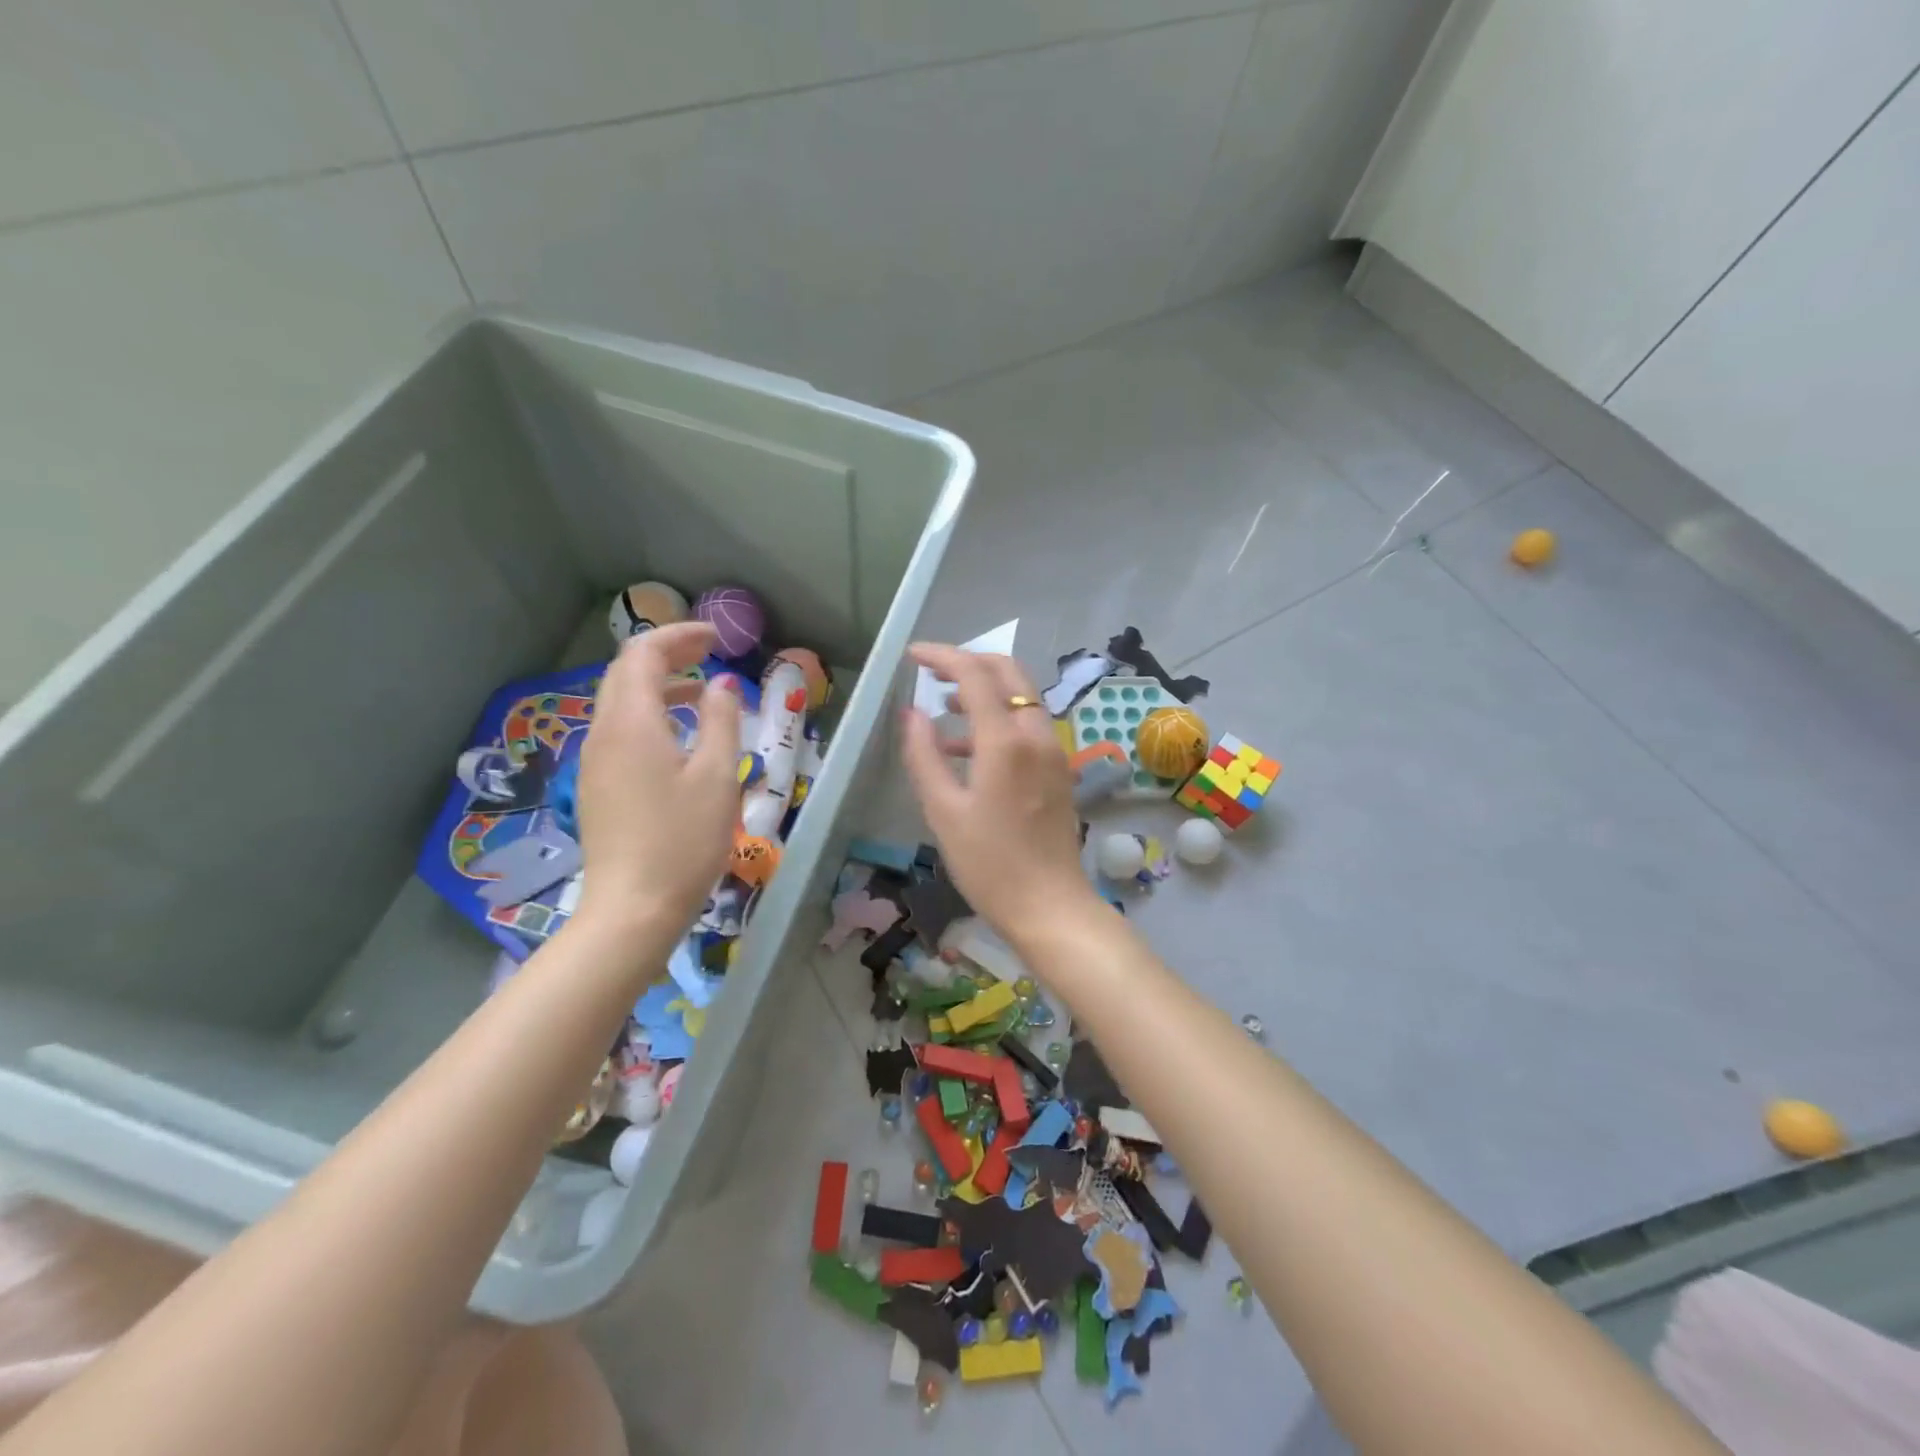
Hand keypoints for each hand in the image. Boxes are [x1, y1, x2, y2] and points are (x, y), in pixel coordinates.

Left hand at [575, 622, 741, 938]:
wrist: (633, 908)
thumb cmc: (683, 840)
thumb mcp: (717, 776)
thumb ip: (721, 720)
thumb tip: (721, 684)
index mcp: (632, 723)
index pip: (643, 654)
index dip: (680, 636)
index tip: (718, 638)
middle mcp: (603, 733)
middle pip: (625, 673)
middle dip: (666, 654)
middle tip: (709, 654)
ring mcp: (594, 762)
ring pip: (620, 702)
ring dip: (658, 685)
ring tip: (701, 692)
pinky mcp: (597, 786)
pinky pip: (619, 731)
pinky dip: (649, 715)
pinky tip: (678, 738)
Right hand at [899, 643, 1096, 944]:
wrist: (1050, 906)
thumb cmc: (989, 864)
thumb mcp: (943, 811)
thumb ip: (924, 755)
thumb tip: (912, 713)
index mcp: (1006, 741)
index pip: (974, 674)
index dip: (942, 656)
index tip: (912, 655)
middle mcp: (1037, 735)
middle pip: (1008, 673)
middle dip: (969, 662)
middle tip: (932, 671)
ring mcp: (1054, 751)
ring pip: (1021, 697)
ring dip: (984, 690)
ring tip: (942, 706)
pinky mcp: (1058, 769)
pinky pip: (1028, 725)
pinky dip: (998, 719)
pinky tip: (967, 747)